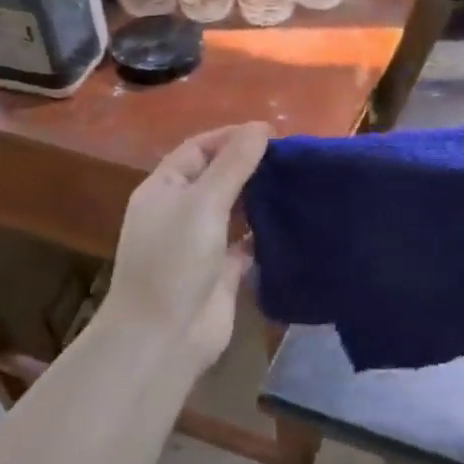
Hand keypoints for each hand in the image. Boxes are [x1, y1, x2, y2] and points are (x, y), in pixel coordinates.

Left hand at [103, 123, 270, 373]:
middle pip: (217, 178)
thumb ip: (233, 164)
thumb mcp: (203, 203)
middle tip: (293, 159)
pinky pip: (247, 244)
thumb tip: (260, 127)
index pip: (197, 150)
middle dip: (250, 166)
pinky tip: (294, 222)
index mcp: (164, 190)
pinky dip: (266, 233)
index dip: (230, 137)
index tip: (272, 134)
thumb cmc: (175, 260)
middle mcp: (180, 213)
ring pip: (235, 211)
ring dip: (261, 198)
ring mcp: (201, 244)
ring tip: (299, 183)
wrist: (164, 336)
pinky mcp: (222, 272)